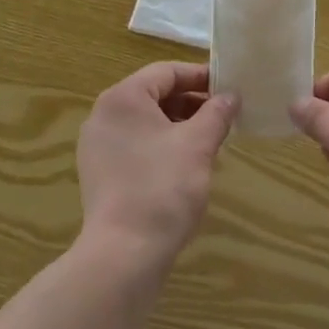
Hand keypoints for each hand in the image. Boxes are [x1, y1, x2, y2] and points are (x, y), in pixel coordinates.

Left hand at [78, 62, 236, 268]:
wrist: (123, 256)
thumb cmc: (162, 188)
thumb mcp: (198, 144)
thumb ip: (217, 113)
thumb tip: (231, 96)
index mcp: (123, 98)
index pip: (167, 72)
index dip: (201, 76)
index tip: (229, 87)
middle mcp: (104, 115)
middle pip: (155, 94)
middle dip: (191, 102)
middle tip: (224, 115)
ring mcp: (98, 146)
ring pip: (146, 121)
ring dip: (179, 124)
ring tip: (210, 140)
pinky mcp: (100, 173)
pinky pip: (136, 144)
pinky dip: (162, 145)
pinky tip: (186, 163)